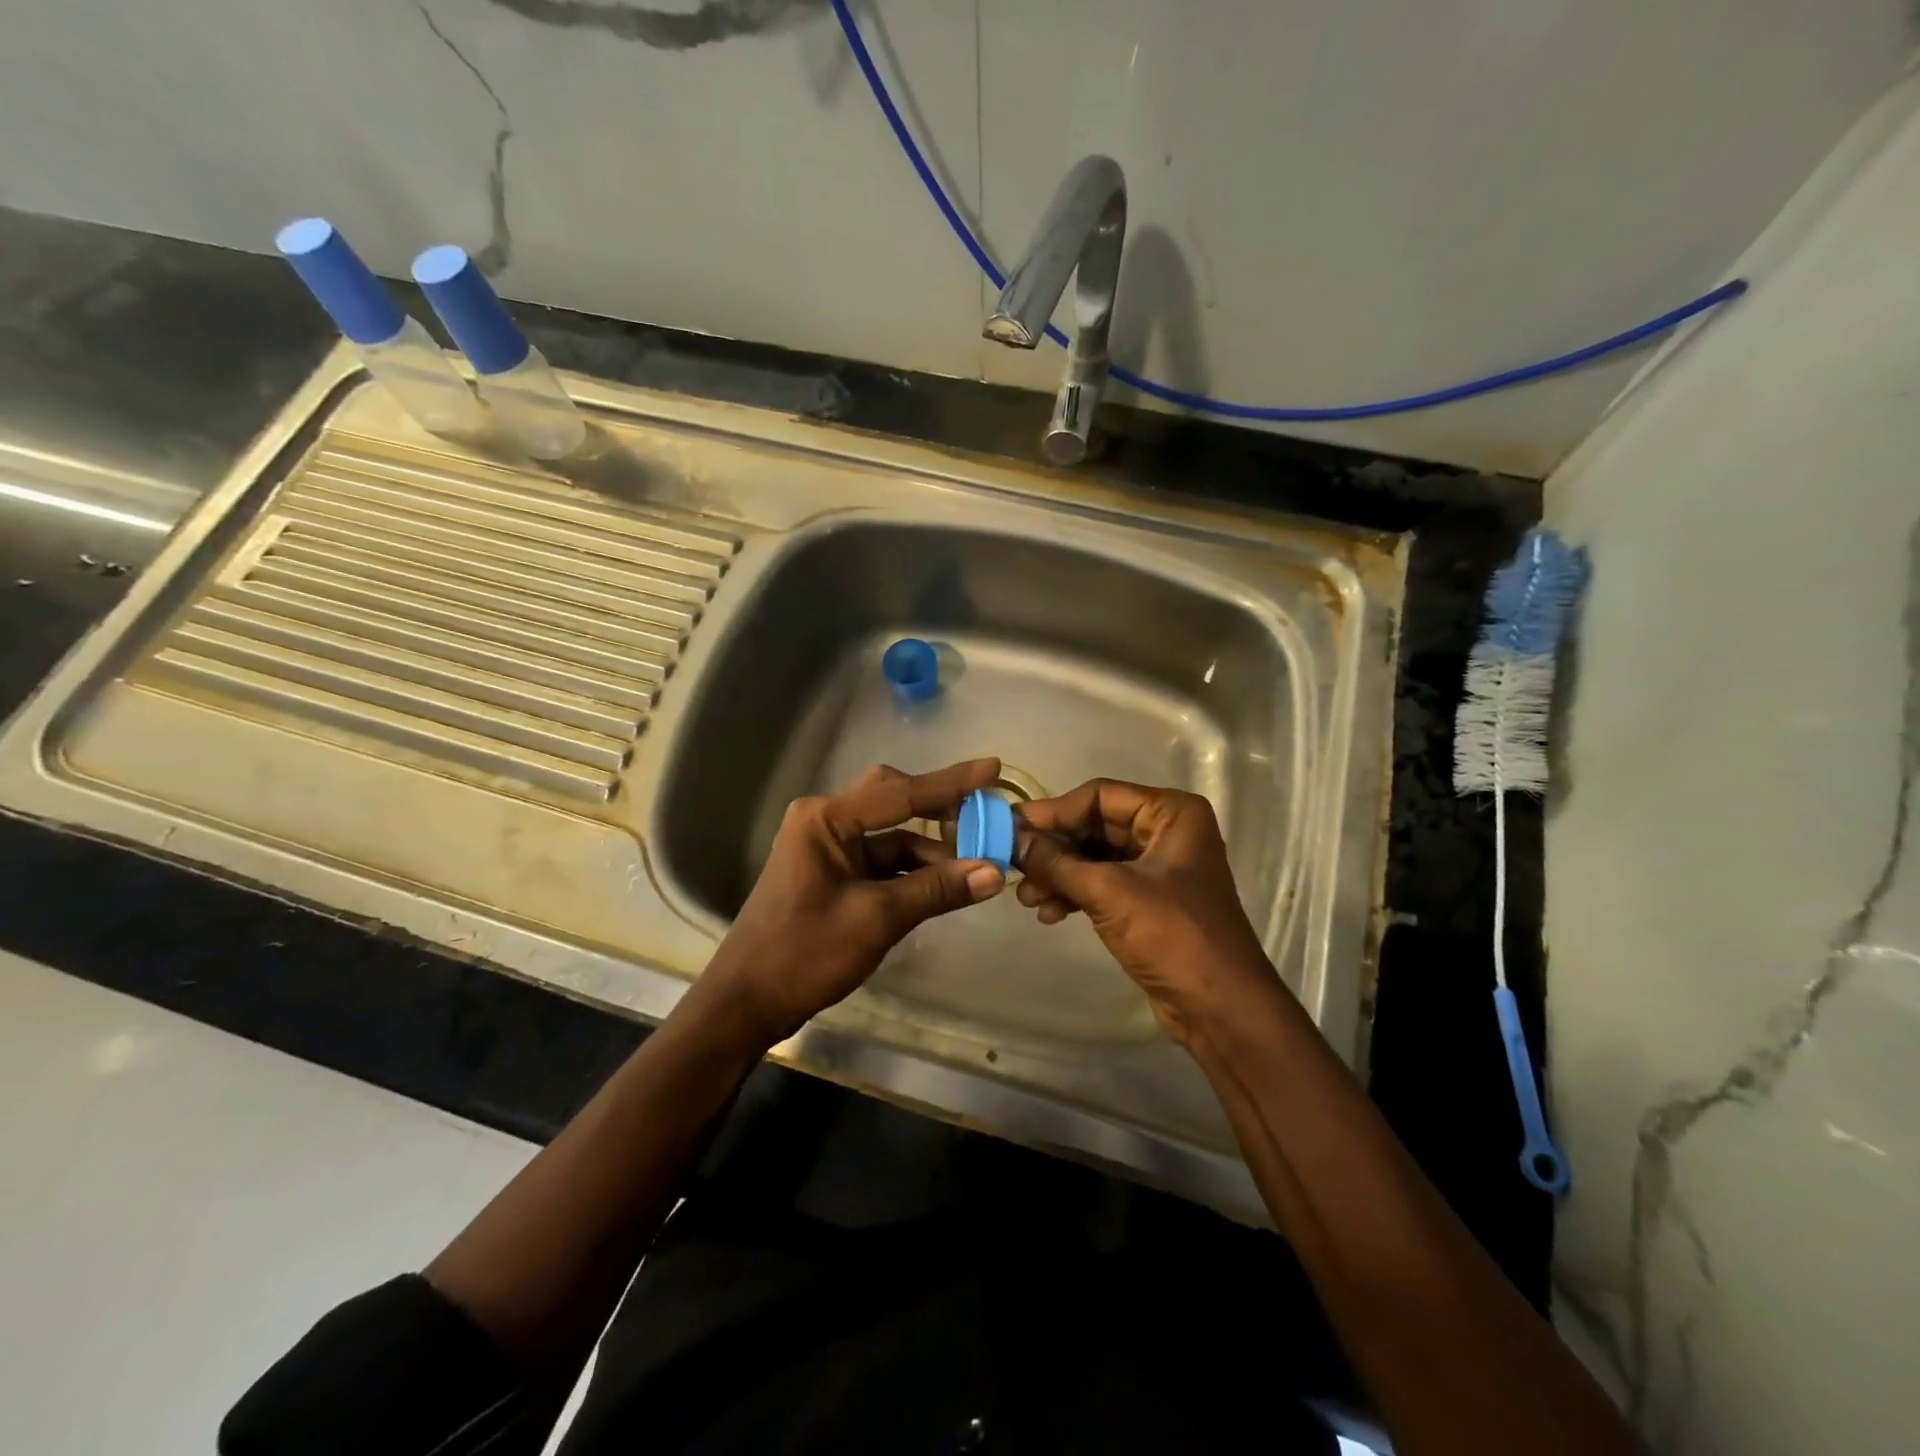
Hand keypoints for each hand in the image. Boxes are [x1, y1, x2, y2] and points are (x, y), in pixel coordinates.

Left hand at [704, 759, 1006, 1044]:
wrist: (747, 1003)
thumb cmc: (805, 953)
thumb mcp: (877, 919)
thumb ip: (936, 890)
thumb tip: (994, 872)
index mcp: (826, 819)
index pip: (900, 793)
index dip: (951, 783)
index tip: (993, 768)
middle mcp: (826, 822)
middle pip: (893, 801)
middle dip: (938, 808)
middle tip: (983, 814)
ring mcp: (828, 848)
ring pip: (891, 835)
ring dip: (930, 848)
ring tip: (977, 861)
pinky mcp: (833, 874)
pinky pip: (882, 860)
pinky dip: (913, 870)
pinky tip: (946, 882)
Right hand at [1014, 779, 1276, 1044]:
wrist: (1219, 1008)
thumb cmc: (1172, 936)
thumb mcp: (1108, 892)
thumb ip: (1056, 862)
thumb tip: (1009, 838)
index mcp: (1171, 813)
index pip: (1099, 796)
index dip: (1053, 811)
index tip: (1010, 827)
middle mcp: (1166, 831)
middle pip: (1094, 825)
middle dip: (1054, 848)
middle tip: (1012, 864)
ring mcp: (1158, 867)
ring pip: (1094, 856)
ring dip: (1059, 874)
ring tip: (1027, 899)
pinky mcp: (1148, 900)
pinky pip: (1102, 883)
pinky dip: (1074, 893)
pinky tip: (1048, 913)